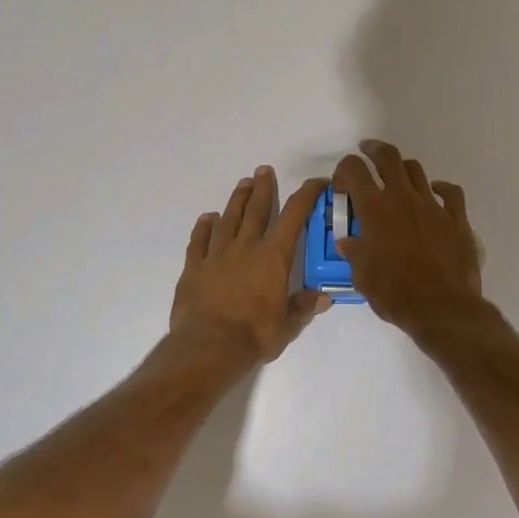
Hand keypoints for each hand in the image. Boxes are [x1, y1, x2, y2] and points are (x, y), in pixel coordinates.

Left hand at [170, 166, 330, 367]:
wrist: (208, 347)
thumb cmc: (254, 335)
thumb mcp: (287, 326)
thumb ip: (303, 307)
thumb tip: (324, 298)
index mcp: (273, 257)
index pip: (294, 216)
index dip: (307, 195)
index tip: (317, 182)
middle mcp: (246, 247)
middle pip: (257, 209)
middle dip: (263, 188)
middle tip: (264, 170)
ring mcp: (217, 255)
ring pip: (228, 219)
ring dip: (237, 200)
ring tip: (242, 184)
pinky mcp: (194, 267)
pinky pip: (199, 241)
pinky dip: (203, 227)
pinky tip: (207, 218)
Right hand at [332, 140, 485, 335]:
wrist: (443, 308)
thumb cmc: (395, 293)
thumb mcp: (362, 277)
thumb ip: (354, 253)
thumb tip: (348, 242)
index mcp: (375, 210)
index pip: (355, 171)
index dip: (345, 169)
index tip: (342, 183)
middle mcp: (403, 199)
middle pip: (389, 158)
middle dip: (374, 150)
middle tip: (367, 151)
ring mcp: (433, 206)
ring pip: (417, 171)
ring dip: (403, 169)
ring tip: (397, 176)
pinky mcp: (457, 219)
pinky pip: (450, 193)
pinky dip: (440, 188)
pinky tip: (435, 193)